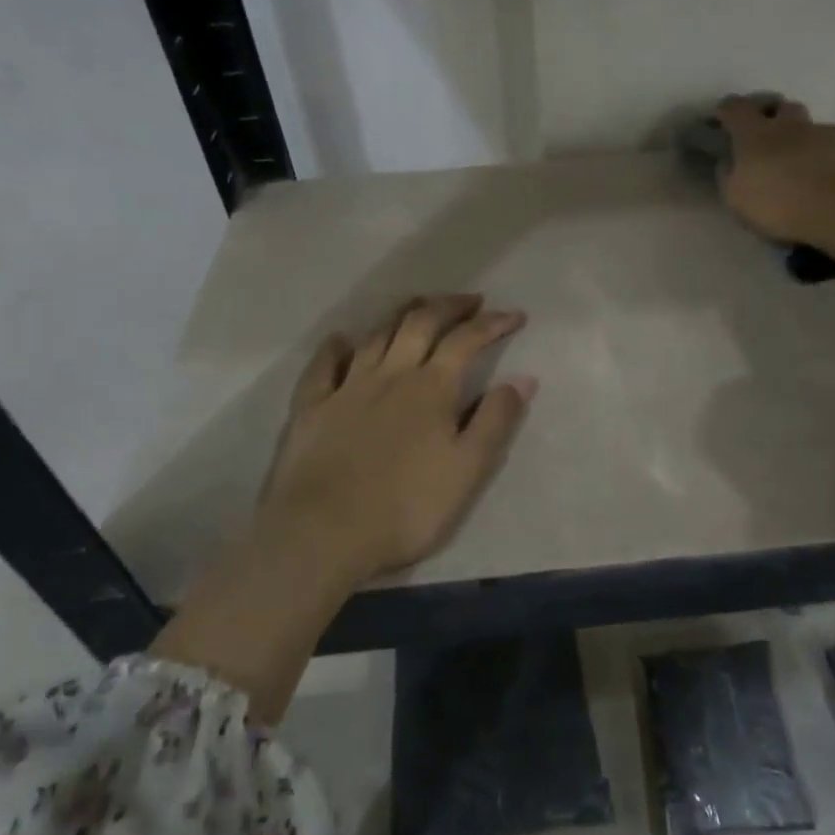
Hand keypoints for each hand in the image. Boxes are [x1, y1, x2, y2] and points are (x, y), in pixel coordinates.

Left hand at [254, 294, 536, 586]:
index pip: (467, 340)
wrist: (323, 533)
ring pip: (377, 335)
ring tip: (419, 306)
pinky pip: (323, 365)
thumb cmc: (406, 507)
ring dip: (402, 314)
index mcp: (432, 388)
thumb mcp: (468, 470)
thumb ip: (496, 421)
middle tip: (471, 300)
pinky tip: (342, 340)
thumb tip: (523, 378)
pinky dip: (335, 347)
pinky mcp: (311, 407)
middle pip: (421, 322)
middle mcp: (391, 374)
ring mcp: (347, 387)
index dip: (493, 323)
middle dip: (449, 305)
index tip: (515, 315)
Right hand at [714, 95, 834, 250]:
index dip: (726, 110)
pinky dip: (828, 155)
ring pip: (810, 127)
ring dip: (802, 139)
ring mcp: (825, 132)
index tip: (722, 120)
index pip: (735, 108)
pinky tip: (829, 177)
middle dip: (772, 116)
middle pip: (780, 106)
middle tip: (767, 139)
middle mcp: (790, 125)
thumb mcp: (737, 200)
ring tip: (802, 165)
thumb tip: (727, 161)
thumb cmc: (781, 206)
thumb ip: (728, 175)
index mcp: (756, 134)